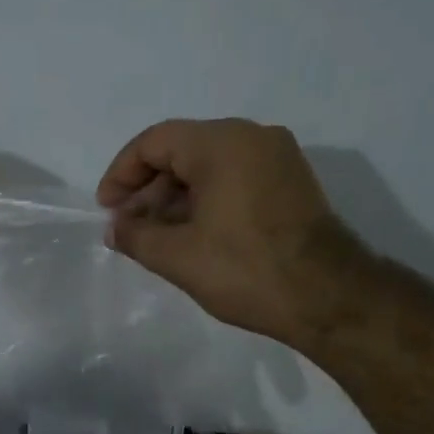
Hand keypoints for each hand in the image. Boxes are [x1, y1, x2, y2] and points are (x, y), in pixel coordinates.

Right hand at [96, 118, 363, 343]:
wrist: (326, 296)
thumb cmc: (245, 270)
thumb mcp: (177, 256)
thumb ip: (135, 235)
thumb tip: (115, 228)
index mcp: (222, 143)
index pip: (155, 141)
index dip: (122, 173)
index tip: (107, 209)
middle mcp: (252, 137)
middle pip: (183, 150)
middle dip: (148, 189)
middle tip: (128, 227)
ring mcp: (277, 159)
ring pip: (210, 166)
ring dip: (175, 198)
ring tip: (155, 238)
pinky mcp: (291, 183)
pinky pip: (235, 179)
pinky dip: (206, 201)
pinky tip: (191, 236)